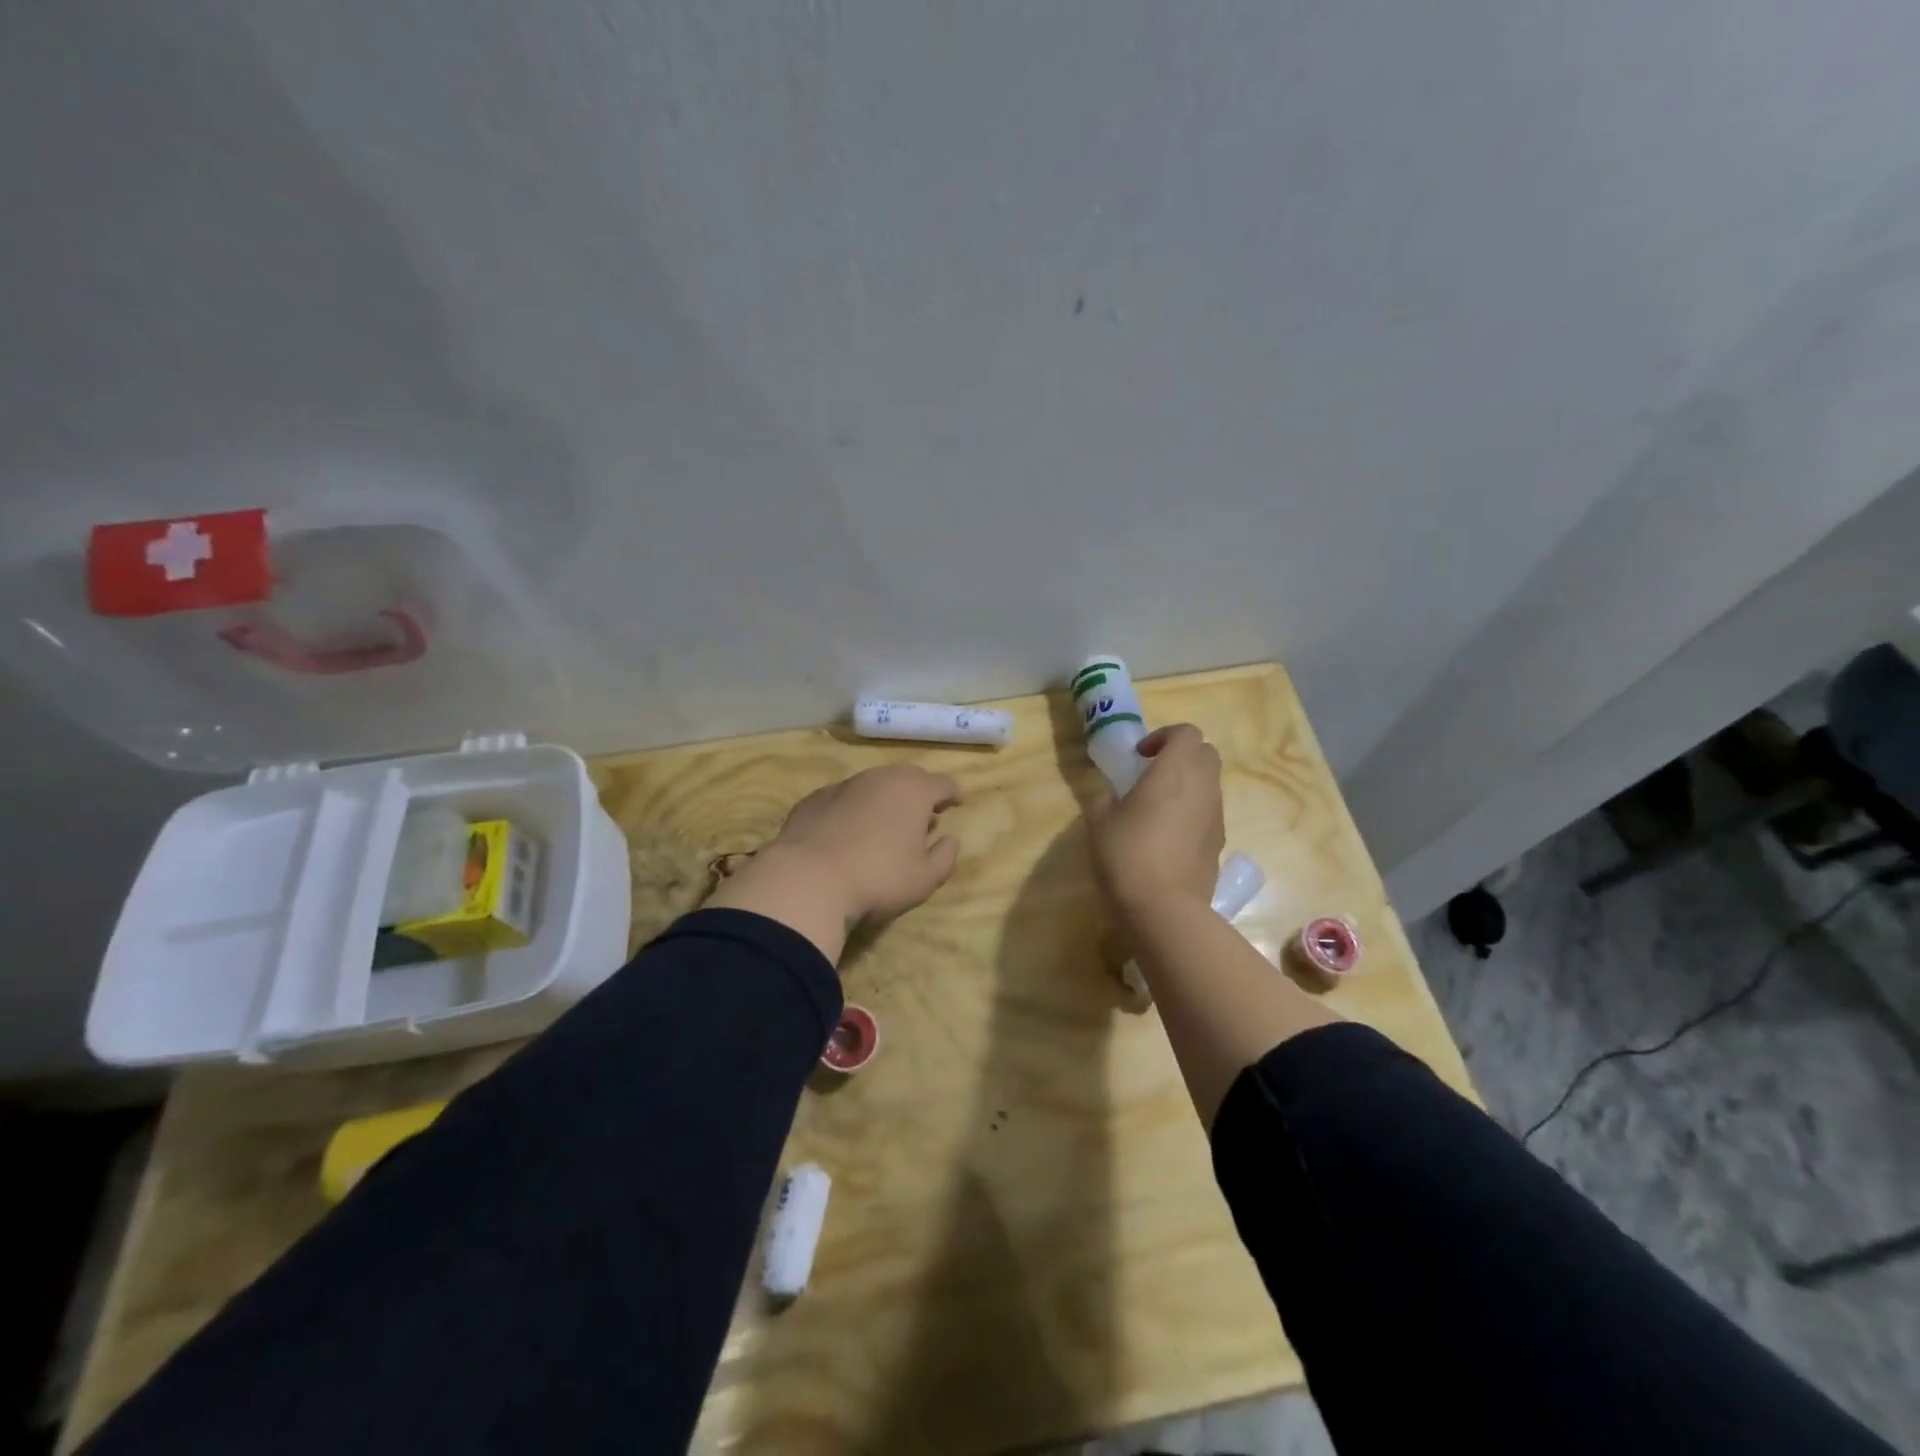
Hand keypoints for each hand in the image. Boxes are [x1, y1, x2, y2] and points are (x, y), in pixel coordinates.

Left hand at [707, 765, 961, 962]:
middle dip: (919, 792)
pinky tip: (848, 832)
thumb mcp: (924, 879)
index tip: (955, 803)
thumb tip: (950, 840)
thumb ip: (945, 857)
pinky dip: (853, 809)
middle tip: (922, 814)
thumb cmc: (877, 879)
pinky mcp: (813, 799)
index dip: (952, 793)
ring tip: (885, 824)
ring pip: (873, 784)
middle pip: (907, 776)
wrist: (807, 880)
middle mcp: (879, 778)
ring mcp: (843, 785)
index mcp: (913, 791)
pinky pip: (844, 798)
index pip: (942, 783)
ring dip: (884, 799)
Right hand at [1085, 724, 1223, 924]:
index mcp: (1174, 771)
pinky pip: (1209, 812)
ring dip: (1188, 784)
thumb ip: (1102, 797)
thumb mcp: (1099, 822)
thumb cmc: (1127, 855)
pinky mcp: (1219, 843)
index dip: (1163, 736)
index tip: (1140, 756)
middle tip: (1151, 774)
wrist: (1164, 908)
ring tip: (1157, 807)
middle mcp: (1203, 787)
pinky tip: (1167, 836)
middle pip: (1206, 753)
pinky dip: (1193, 811)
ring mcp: (1215, 816)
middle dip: (1181, 755)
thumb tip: (1109, 792)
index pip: (1186, 732)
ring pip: (1210, 783)